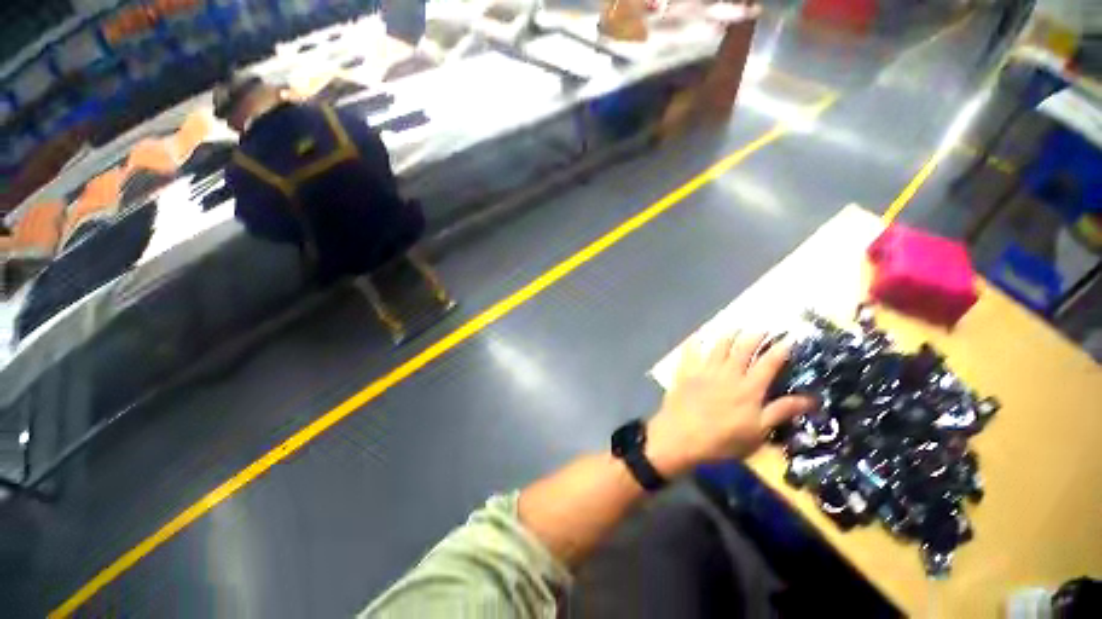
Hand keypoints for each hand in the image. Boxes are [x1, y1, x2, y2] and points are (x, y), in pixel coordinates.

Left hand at [645, 332, 814, 477]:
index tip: (788, 338)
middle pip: (743, 348)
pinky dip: (694, 342)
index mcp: (748, 388)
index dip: (780, 350)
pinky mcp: (685, 372)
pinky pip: (690, 351)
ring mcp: (704, 370)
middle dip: (755, 336)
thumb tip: (811, 399)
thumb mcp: (757, 432)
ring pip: (718, 346)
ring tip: (736, 327)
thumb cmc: (722, 439)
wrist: (680, 436)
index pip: (768, 363)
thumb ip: (781, 412)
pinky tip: (697, 336)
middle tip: (763, 328)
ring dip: (729, 335)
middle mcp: (728, 373)